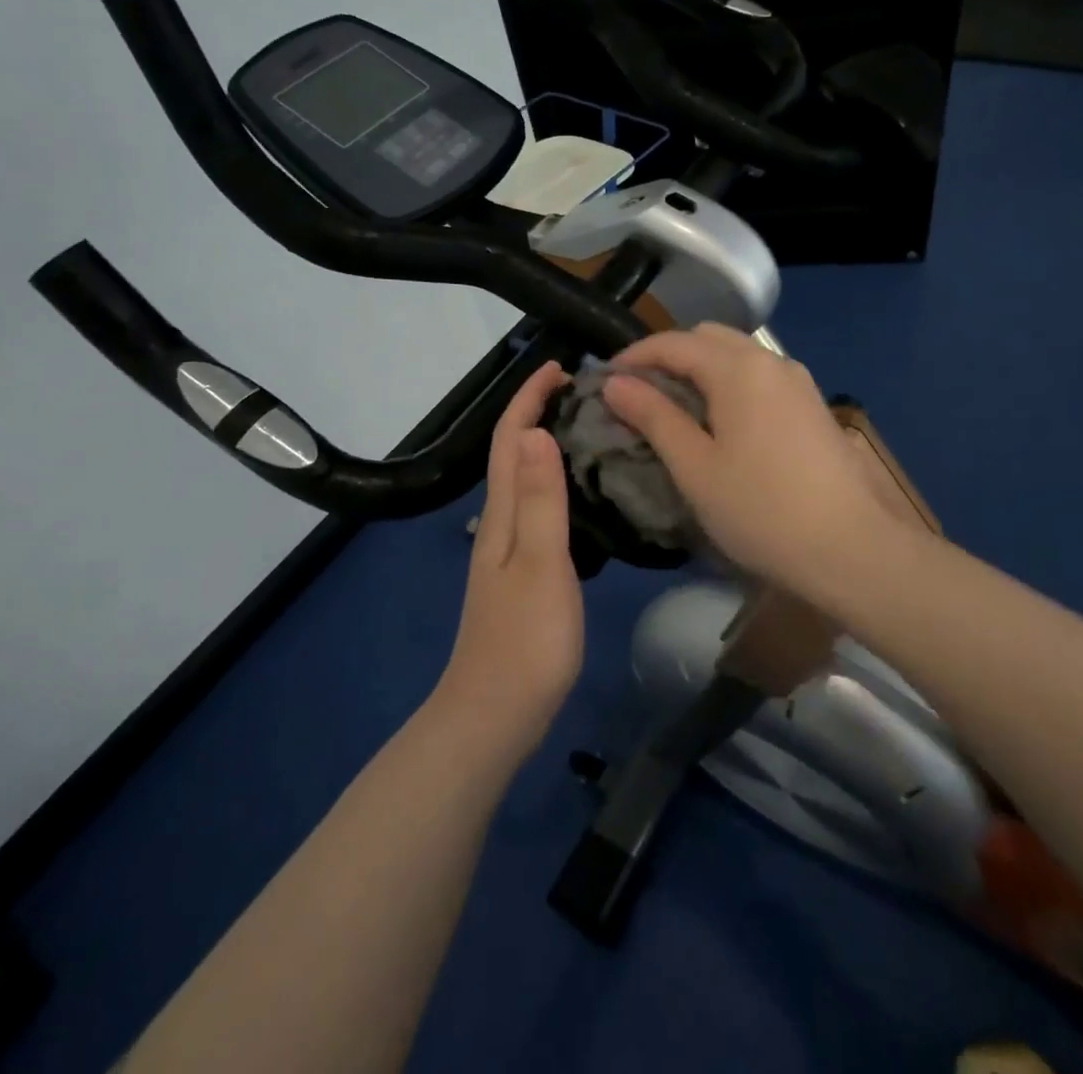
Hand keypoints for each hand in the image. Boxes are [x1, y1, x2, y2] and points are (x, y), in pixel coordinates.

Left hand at [433, 360, 582, 758]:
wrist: (495, 714)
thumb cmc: (524, 640)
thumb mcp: (540, 564)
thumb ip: (541, 500)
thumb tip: (537, 431)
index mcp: (503, 514)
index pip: (511, 439)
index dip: (529, 399)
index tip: (559, 368)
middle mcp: (499, 523)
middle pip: (513, 453)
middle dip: (537, 412)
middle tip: (584, 392)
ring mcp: (507, 550)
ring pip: (524, 480)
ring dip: (546, 445)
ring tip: (587, 429)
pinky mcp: (521, 574)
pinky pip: (536, 508)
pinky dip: (554, 483)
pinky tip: (579, 494)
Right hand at [603, 325, 902, 599]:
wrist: (854, 549)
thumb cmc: (761, 510)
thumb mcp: (695, 467)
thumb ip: (654, 417)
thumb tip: (616, 383)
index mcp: (738, 368)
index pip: (674, 343)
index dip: (634, 356)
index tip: (605, 380)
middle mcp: (771, 361)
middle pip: (709, 338)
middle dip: (669, 356)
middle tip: (640, 394)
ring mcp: (799, 383)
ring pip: (738, 356)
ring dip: (702, 369)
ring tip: (676, 408)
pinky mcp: (813, 407)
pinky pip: (760, 377)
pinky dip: (730, 384)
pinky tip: (722, 422)